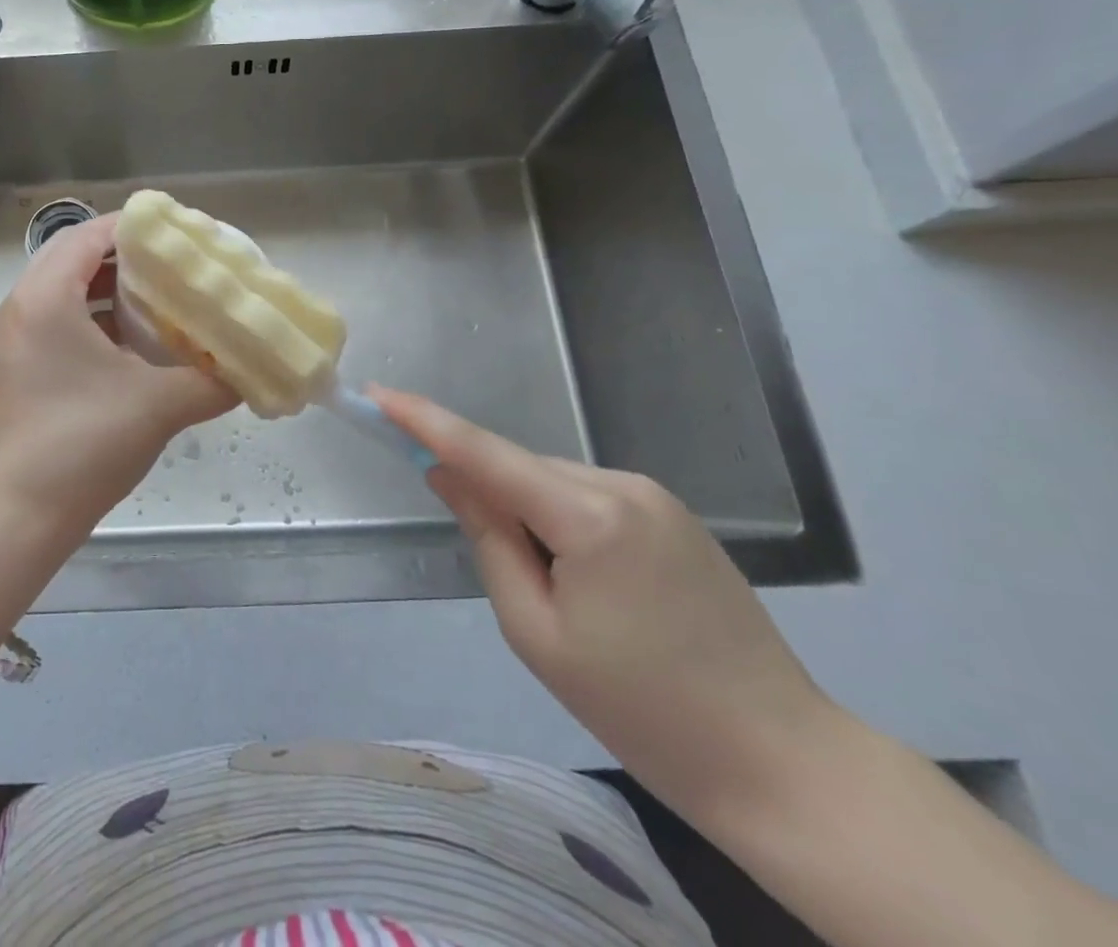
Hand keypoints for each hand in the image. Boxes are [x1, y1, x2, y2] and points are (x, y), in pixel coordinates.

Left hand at [0, 214, 236, 539]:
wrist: (16, 519)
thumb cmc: (83, 445)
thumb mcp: (158, 406)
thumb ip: (213, 381)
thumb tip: (252, 371)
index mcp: (47, 297)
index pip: (90, 234)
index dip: (136, 226)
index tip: (179, 233)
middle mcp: (23, 307)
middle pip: (77, 257)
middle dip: (128, 256)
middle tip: (176, 264)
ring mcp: (15, 340)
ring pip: (67, 292)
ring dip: (112, 289)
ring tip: (162, 298)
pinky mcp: (18, 368)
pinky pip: (60, 323)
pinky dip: (96, 320)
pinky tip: (135, 345)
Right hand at [374, 386, 842, 826]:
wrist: (782, 765)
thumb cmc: (641, 710)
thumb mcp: (536, 631)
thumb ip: (486, 538)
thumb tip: (446, 473)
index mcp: (590, 515)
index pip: (485, 451)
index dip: (424, 419)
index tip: (377, 393)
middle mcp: (623, 485)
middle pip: (520, 469)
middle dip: (486, 494)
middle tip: (499, 570)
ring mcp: (655, 497)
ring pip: (552, 483)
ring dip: (526, 515)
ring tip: (555, 597)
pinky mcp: (672, 515)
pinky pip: (586, 498)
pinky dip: (558, 521)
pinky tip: (585, 584)